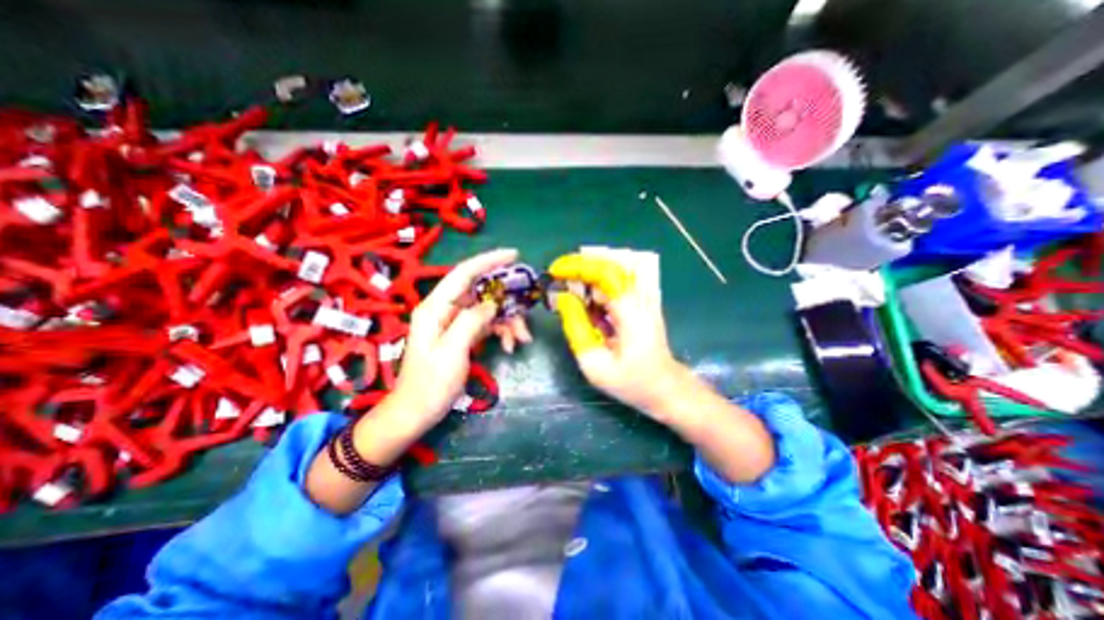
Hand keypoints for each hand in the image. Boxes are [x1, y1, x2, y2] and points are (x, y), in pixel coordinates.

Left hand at [395, 247, 532, 426]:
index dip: (489, 260)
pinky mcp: (462, 334)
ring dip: (507, 321)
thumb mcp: (452, 351)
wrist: (417, 411)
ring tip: (521, 339)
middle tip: (526, 312)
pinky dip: (501, 332)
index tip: (514, 255)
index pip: (464, 273)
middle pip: (481, 292)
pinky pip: (487, 324)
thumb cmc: (431, 384)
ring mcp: (454, 322)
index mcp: (435, 307)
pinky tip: (509, 347)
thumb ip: (471, 321)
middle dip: (506, 301)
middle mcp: (445, 309)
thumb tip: (492, 303)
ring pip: (488, 309)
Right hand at [547, 252, 687, 421]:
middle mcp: (640, 299)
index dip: (578, 266)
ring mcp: (644, 299)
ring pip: (612, 273)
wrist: (664, 388)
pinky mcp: (641, 303)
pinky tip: (586, 303)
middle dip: (579, 270)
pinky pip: (615, 285)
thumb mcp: (595, 364)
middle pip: (608, 267)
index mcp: (631, 313)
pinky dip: (596, 288)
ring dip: (587, 278)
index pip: (606, 273)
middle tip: (558, 282)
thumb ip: (576, 328)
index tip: (555, 271)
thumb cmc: (631, 382)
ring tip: (569, 293)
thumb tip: (563, 298)